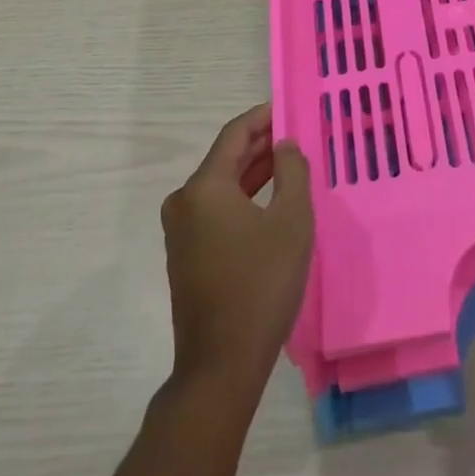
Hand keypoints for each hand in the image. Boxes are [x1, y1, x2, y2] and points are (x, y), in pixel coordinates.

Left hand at [160, 103, 313, 391]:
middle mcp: (184, 202)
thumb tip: (284, 145)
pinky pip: (215, 211)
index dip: (262, 117)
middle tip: (294, 136)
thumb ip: (292, 171)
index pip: (234, 134)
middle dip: (260, 145)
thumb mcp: (291, 221)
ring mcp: (181, 231)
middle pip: (225, 159)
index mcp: (204, 187)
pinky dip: (242, 199)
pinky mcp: (185, 257)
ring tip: (288, 165)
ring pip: (221, 186)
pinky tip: (268, 203)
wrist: (221, 367)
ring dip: (253, 173)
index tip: (287, 108)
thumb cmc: (260, 285)